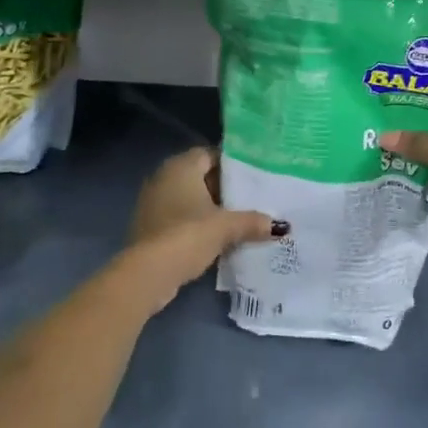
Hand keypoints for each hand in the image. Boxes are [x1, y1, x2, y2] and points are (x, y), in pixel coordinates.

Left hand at [117, 146, 285, 312]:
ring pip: (189, 197)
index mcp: (181, 166)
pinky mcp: (149, 226)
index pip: (210, 154)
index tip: (254, 176)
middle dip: (223, 187)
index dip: (232, 164)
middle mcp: (163, 177)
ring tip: (238, 218)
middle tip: (251, 197)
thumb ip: (252, 221)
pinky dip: (195, 223)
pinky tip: (216, 237)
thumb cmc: (187, 235)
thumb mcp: (226, 227)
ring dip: (209, 207)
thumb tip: (279, 226)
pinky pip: (179, 216)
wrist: (148, 273)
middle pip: (200, 176)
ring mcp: (153, 202)